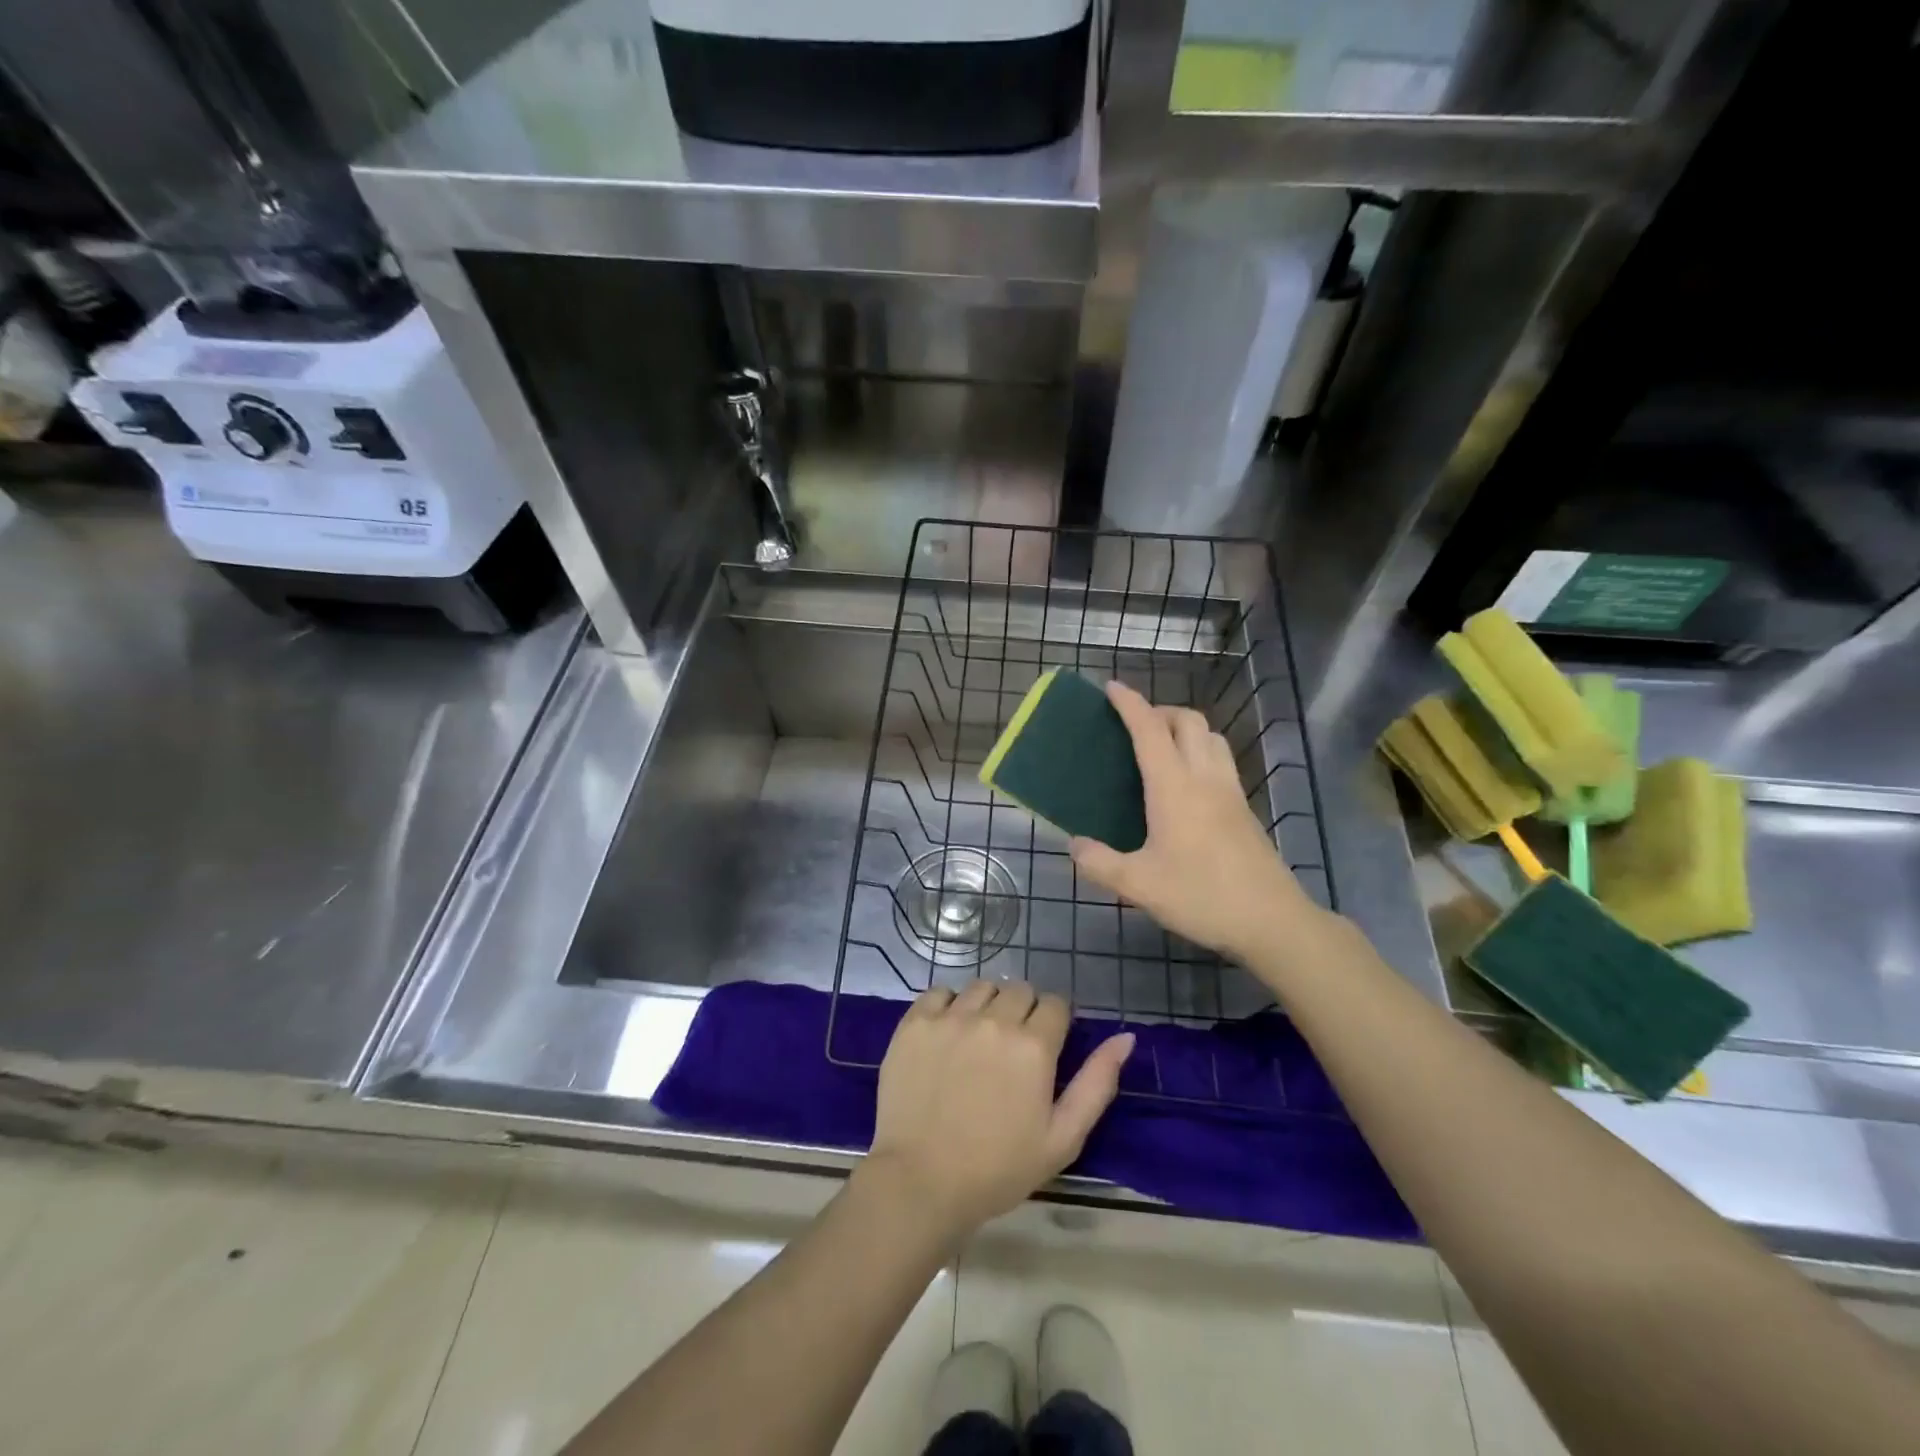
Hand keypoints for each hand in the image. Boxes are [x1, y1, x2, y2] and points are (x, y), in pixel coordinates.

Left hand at [865, 982, 1133, 1237]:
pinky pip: (941, 992)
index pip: (1056, 1004)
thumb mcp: (1063, 1138)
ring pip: (983, 987)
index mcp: (1034, 1046)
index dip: (1055, 1023)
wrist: (921, 1182)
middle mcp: (994, 1020)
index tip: (1047, 1047)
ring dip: (989, 1005)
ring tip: (980, 1040)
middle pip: (1020, 990)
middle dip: (1025, 1011)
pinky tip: (948, 1034)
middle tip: (1014, 1048)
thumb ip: (1097, 1082)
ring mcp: (951, 1017)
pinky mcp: (916, 1022)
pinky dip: (949, 1005)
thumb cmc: (998, 1168)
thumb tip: (1125, 1038)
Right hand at [1071, 680, 1318, 966]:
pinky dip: (1201, 750)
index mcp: (1174, 787)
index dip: (1129, 704)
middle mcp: (1205, 778)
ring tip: (1162, 747)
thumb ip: (1100, 863)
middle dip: (1159, 711)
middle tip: (1134, 726)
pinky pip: (1221, 759)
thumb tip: (1074, 845)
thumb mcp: (1139, 886)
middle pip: (1187, 721)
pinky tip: (1188, 782)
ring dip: (1185, 728)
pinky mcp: (1245, 809)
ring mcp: (1230, 791)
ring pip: (1211, 736)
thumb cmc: (1202, 896)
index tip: (1111, 687)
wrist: (1272, 920)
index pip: (1149, 729)